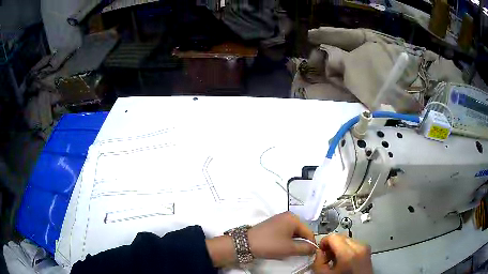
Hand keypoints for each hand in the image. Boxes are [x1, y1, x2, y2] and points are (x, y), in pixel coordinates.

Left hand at [248, 211, 316, 259]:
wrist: (246, 243)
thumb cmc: (270, 244)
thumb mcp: (290, 248)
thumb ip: (305, 248)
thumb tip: (314, 248)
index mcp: (293, 218)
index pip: (309, 232)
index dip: (311, 244)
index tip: (310, 254)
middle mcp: (287, 216)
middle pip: (301, 232)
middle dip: (301, 243)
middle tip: (297, 253)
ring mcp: (279, 219)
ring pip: (293, 233)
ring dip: (293, 242)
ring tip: (288, 251)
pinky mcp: (272, 224)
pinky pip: (285, 232)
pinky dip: (286, 240)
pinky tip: (281, 247)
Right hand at [312, 233, 372, 273]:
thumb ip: (318, 262)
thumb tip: (320, 251)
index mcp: (348, 254)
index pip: (333, 237)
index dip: (324, 242)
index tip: (321, 251)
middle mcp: (359, 247)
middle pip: (341, 237)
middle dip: (332, 245)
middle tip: (327, 257)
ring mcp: (365, 247)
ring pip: (348, 239)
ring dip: (339, 246)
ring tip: (336, 259)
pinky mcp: (368, 250)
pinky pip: (354, 243)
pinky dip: (347, 248)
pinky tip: (344, 259)